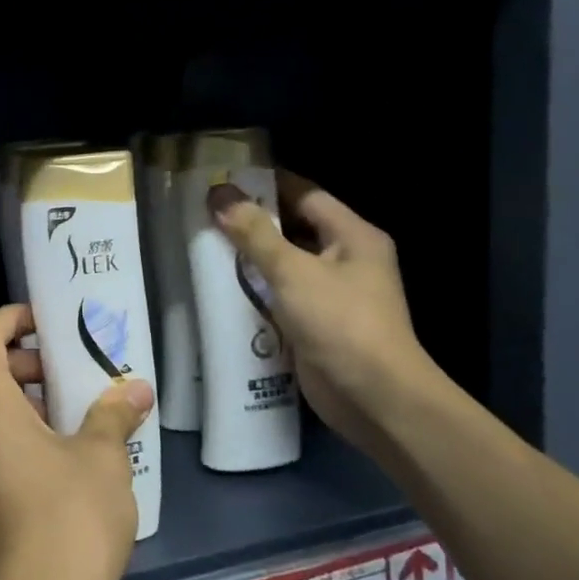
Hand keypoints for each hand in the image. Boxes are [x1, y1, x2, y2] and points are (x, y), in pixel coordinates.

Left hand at [0, 305, 153, 579]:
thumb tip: (136, 389)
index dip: (12, 318)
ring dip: (5, 394)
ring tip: (60, 412)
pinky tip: (48, 456)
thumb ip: (114, 414)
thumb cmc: (66, 521)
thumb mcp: (101, 459)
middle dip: (7, 355)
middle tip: (54, 370)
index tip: (47, 323)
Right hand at [208, 172, 434, 453]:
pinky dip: (255, 289)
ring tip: (204, 245)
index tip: (224, 180)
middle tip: (206, 213)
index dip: (267, 184)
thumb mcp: (293, 271)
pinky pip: (281, 295)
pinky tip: (221, 286)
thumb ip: (255, 233)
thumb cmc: (341, 323)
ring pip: (285, 263)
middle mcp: (346, 259)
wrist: (374, 399)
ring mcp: (332, 294)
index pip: (305, 195)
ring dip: (250, 258)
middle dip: (253, 222)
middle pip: (294, 228)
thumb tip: (219, 194)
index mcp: (353, 236)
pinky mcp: (317, 323)